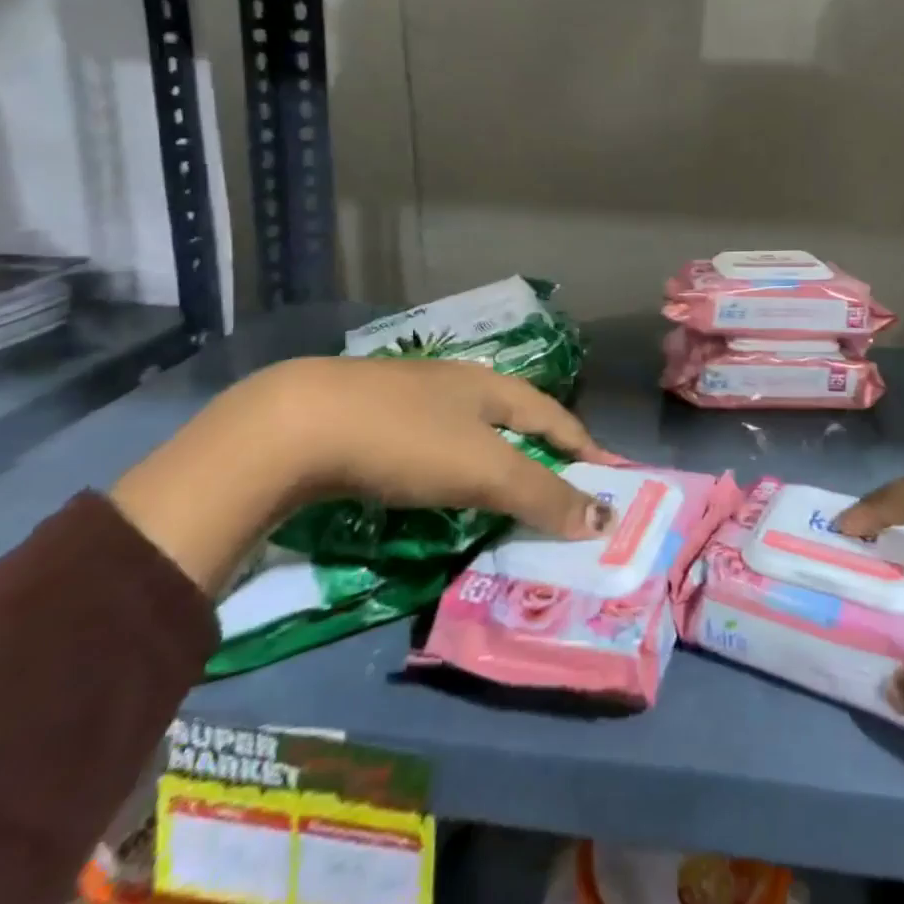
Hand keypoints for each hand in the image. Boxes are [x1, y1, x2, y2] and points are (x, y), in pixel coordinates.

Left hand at [112, 357, 612, 598]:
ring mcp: (411, 399)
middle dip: (542, 450)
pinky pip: (433, 446)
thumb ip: (541, 494)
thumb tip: (601, 519)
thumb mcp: (482, 470)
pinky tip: (442, 485)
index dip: (583, 444)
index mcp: (491, 386)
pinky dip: (454, 469)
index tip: (609, 473)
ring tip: (509, 491)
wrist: (295, 426)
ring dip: (497, 460)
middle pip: (515, 417)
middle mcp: (457, 384)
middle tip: (562, 487)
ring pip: (471, 431)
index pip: (554, 414)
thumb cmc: (406, 439)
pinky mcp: (372, 421)